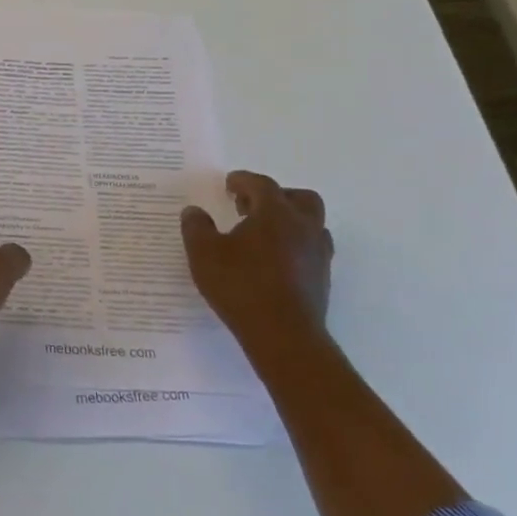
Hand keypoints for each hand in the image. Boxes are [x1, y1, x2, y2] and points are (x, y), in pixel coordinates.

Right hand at [181, 171, 332, 347]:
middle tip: (251, 206)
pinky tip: (274, 261)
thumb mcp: (203, 253)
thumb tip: (194, 211)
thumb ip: (196, 227)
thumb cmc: (241, 286)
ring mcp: (318, 253)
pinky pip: (312, 249)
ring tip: (263, 234)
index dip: (243, 181)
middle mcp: (303, 227)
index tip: (229, 184)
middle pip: (299, 198)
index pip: (261, 185)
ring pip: (311, 224)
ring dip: (289, 221)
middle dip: (276, 196)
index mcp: (275, 213)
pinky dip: (295, 245)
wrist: (283, 335)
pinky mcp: (322, 278)